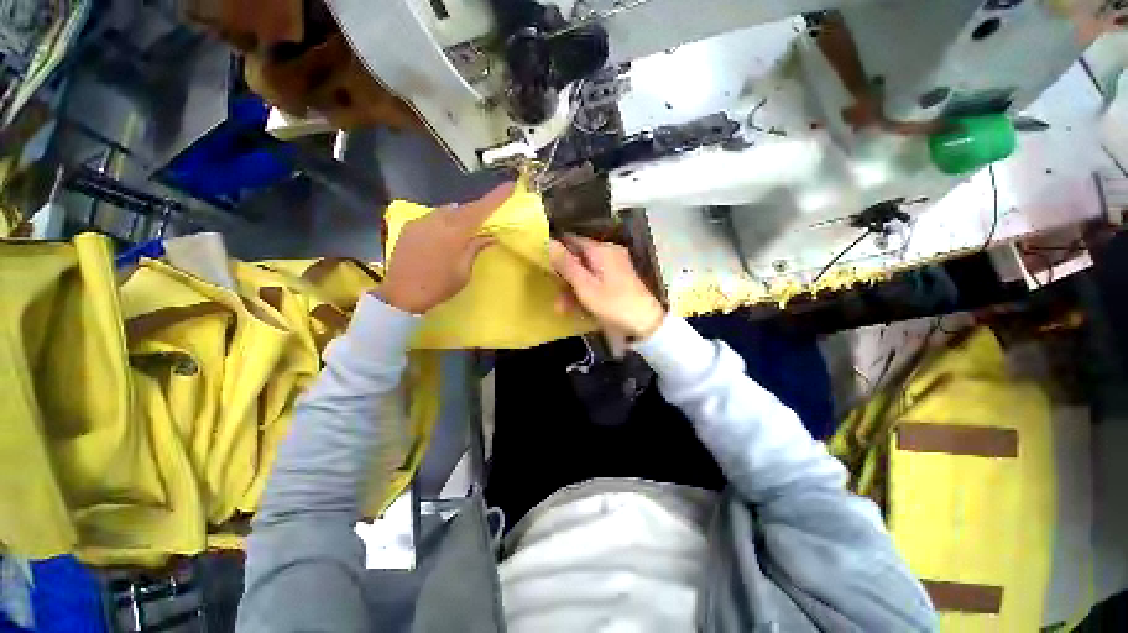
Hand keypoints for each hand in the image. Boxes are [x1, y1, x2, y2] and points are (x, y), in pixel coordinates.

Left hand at [378, 183, 512, 313]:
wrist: (401, 294)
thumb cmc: (439, 286)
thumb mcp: (464, 271)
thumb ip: (475, 248)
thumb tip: (490, 236)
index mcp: (455, 233)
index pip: (480, 209)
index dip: (496, 197)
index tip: (509, 185)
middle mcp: (438, 220)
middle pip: (464, 208)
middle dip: (479, 208)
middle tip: (490, 211)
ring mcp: (421, 221)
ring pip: (447, 211)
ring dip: (461, 214)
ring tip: (469, 224)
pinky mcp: (410, 226)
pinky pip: (433, 216)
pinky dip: (445, 219)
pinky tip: (447, 230)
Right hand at [548, 234, 665, 339]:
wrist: (645, 325)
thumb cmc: (613, 304)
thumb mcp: (585, 286)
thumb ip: (566, 264)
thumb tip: (548, 242)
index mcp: (602, 250)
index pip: (572, 240)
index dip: (556, 249)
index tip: (541, 261)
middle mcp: (609, 254)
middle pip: (578, 258)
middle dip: (563, 276)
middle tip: (552, 292)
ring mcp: (614, 268)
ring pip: (585, 272)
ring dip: (572, 288)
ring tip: (561, 308)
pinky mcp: (617, 281)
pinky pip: (595, 281)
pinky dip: (584, 292)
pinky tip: (574, 308)